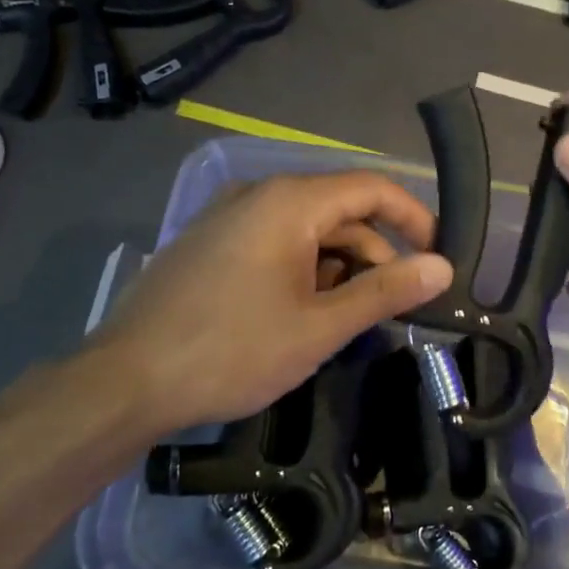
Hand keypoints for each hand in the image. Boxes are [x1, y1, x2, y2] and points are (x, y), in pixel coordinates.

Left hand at [89, 171, 453, 433]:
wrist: (125, 381)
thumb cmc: (232, 351)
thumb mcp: (319, 327)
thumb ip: (385, 292)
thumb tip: (443, 268)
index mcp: (288, 201)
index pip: (371, 188)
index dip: (413, 218)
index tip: (436, 259)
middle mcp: (257, 195)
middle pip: (339, 210)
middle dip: (374, 254)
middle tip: (392, 307)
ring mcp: (227, 218)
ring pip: (305, 229)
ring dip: (337, 267)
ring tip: (344, 320)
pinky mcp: (208, 244)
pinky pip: (273, 242)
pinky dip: (302, 269)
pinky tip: (299, 315)